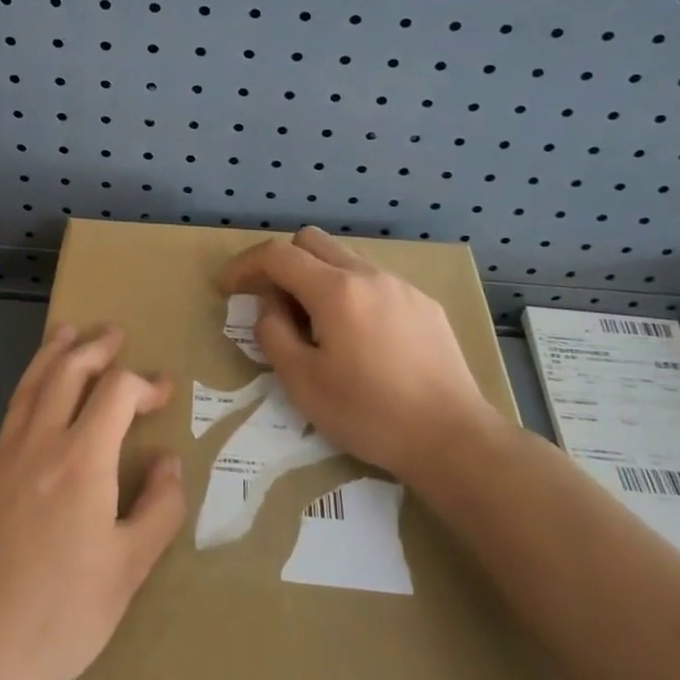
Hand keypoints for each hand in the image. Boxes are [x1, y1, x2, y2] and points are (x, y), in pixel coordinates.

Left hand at [0, 326, 185, 679]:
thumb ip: (157, 509)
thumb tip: (168, 462)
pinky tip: (33, 428)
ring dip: (51, 357)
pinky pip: (5, 432)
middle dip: (93, 348)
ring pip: (27, 390)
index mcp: (81, 459)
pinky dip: (27, 408)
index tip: (163, 390)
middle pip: (65, 373)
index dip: (144, 383)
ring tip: (64, 334)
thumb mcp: (128, 571)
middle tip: (113, 333)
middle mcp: (36, 445)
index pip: (116, 392)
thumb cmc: (58, 618)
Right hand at [219, 227, 506, 479]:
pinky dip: (350, 293)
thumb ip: (274, 333)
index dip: (245, 265)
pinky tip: (358, 336)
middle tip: (270, 302)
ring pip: (345, 259)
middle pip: (311, 241)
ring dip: (317, 277)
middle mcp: (369, 275)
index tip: (227, 288)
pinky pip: (374, 282)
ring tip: (314, 324)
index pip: (277, 254)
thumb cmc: (369, 413)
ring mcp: (402, 287)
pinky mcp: (424, 305)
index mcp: (335, 290)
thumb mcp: (302, 382)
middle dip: (281, 262)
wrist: (452, 438)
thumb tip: (270, 306)